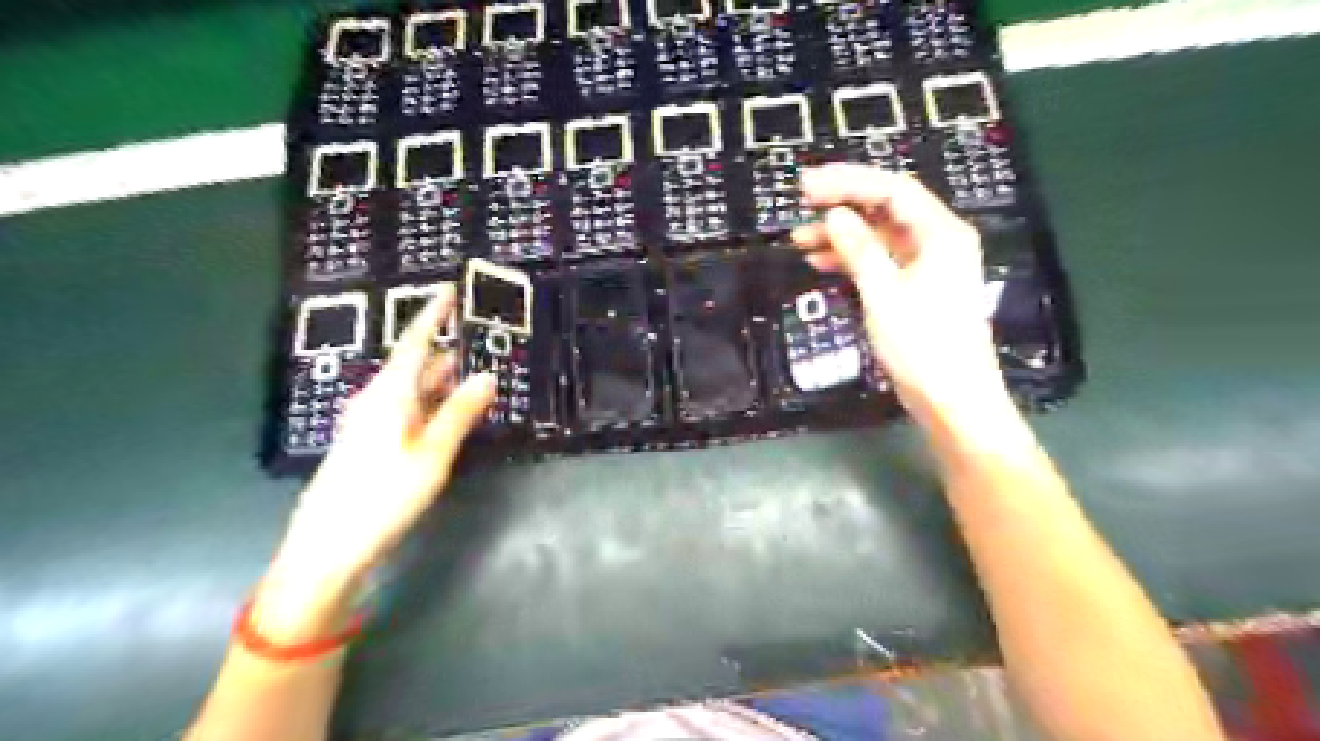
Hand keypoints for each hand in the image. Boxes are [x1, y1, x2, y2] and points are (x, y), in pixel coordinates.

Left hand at [262, 284, 496, 635]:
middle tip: (473, 329)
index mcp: (389, 394)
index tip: (449, 289)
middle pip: (413, 363)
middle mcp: (376, 400)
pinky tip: (448, 407)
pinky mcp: (370, 444)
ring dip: (439, 374)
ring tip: (470, 362)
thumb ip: (459, 413)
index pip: (415, 342)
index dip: (433, 314)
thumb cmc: (382, 497)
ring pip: (411, 388)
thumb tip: (487, 375)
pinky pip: (407, 408)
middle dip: (442, 344)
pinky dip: (431, 399)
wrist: (326, 549)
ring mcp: (370, 423)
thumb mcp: (432, 455)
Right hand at [786, 165, 1006, 424]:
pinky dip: (851, 259)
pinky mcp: (915, 288)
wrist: (951, 399)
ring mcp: (926, 265)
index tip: (807, 186)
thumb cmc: (923, 345)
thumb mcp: (884, 294)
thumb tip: (835, 215)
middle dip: (843, 203)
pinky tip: (822, 261)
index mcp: (940, 233)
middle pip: (885, 208)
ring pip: (879, 236)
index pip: (891, 189)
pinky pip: (880, 260)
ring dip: (841, 234)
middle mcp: (937, 241)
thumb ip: (859, 250)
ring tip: (800, 239)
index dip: (847, 181)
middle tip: (801, 202)